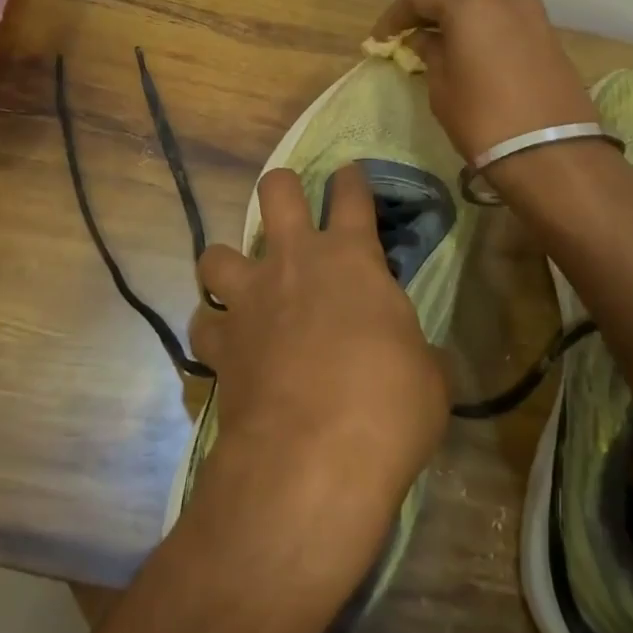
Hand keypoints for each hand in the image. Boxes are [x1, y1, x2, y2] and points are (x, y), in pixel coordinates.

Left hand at [191, 164, 447, 558]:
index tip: (349, 174)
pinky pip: (203, 321)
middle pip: (276, 191)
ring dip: (227, 262)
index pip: (352, 196)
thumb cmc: (387, 408)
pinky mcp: (219, 342)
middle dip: (282, 187)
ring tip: (240, 282)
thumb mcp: (429, 378)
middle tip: (289, 203)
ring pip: (216, 252)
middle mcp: (294, 261)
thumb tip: (418, 358)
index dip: (351, 180)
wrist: (313, 458)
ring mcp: (249, 298)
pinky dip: (213, 328)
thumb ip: (417, 352)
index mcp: (351, 258)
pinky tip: (224, 343)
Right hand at [370, 0, 598, 162]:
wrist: (551, 152)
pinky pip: (504, 7)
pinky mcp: (545, 29)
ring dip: (457, 2)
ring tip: (438, 30)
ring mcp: (529, 8)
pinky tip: (469, 39)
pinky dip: (481, 14)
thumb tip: (424, 38)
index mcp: (469, 0)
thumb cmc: (483, 118)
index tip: (381, 37)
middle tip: (408, 25)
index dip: (397, 14)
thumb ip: (430, 52)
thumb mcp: (442, 86)